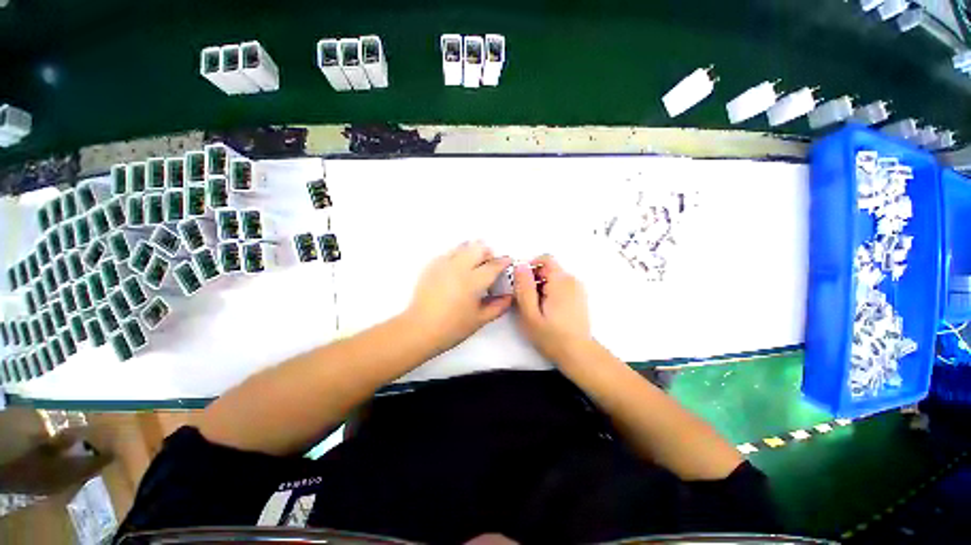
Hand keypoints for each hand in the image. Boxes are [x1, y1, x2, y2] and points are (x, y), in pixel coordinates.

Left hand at [405, 241, 512, 353]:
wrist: (419, 329)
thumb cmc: (452, 327)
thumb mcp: (479, 320)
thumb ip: (498, 307)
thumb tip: (509, 297)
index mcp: (473, 281)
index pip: (493, 265)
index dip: (503, 262)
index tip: (508, 261)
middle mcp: (459, 267)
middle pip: (478, 248)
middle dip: (487, 253)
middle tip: (488, 265)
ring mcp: (443, 264)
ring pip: (462, 246)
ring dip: (472, 252)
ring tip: (473, 265)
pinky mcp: (431, 266)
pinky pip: (448, 253)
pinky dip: (457, 256)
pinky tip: (456, 269)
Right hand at [513, 255, 591, 362]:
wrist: (578, 354)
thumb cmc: (552, 337)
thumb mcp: (530, 313)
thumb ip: (524, 288)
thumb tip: (520, 266)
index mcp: (561, 281)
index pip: (545, 259)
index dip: (530, 267)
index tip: (521, 283)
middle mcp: (572, 280)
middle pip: (548, 268)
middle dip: (534, 279)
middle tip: (527, 300)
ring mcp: (577, 288)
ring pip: (553, 277)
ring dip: (541, 287)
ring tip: (536, 307)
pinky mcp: (578, 296)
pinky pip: (560, 286)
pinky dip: (550, 292)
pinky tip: (547, 310)